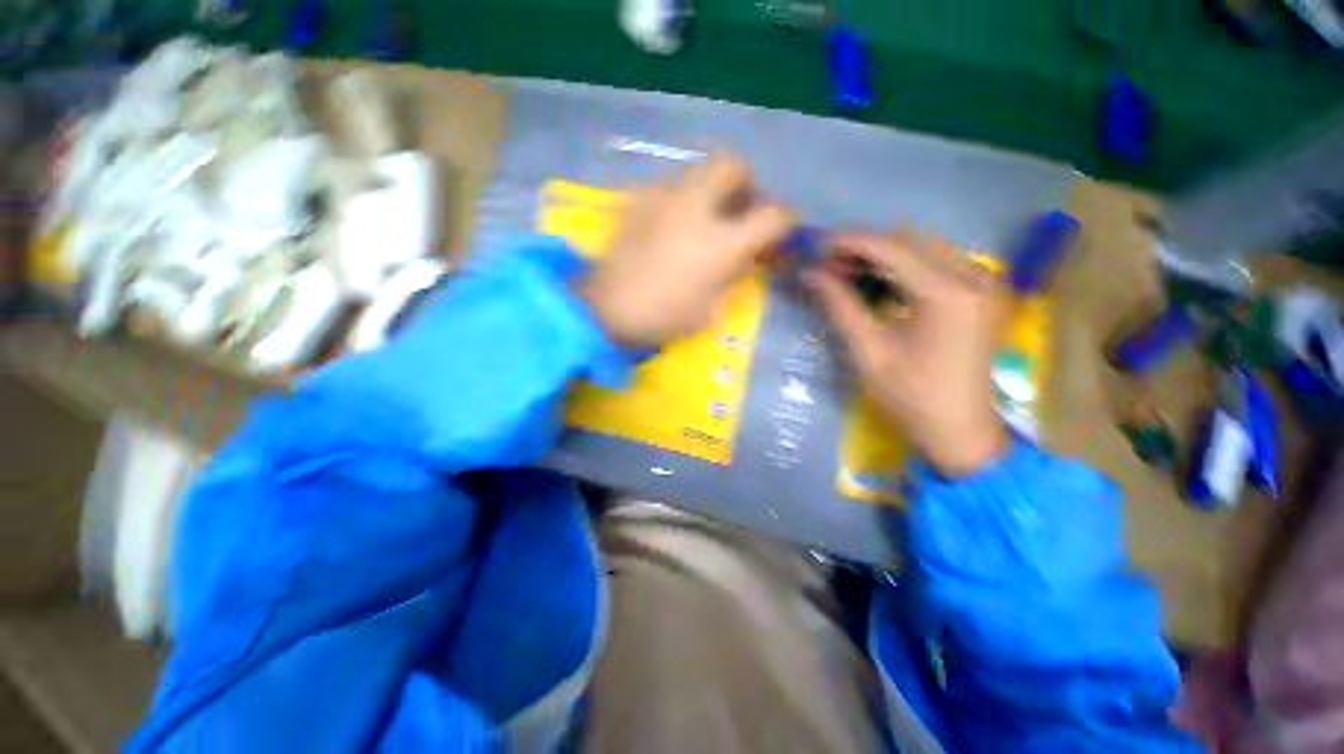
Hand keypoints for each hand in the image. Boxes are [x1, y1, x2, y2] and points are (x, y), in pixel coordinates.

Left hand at [579, 155, 793, 348]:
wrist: (606, 310)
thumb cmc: (663, 318)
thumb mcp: (710, 308)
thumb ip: (731, 274)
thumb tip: (742, 256)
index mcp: (721, 242)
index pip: (772, 215)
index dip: (784, 221)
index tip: (779, 231)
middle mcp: (695, 208)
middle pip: (732, 164)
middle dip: (745, 181)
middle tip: (740, 207)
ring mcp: (663, 199)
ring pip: (697, 170)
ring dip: (711, 189)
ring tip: (703, 218)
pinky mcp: (638, 201)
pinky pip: (669, 187)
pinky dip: (681, 199)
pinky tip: (673, 225)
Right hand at [808, 231, 1008, 476]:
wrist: (959, 429)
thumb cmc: (911, 397)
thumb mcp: (868, 352)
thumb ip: (840, 306)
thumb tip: (811, 274)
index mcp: (947, 293)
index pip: (892, 248)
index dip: (850, 242)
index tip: (816, 246)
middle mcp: (972, 276)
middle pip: (909, 240)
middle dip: (863, 248)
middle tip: (828, 267)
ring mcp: (981, 282)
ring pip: (921, 248)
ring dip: (880, 256)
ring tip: (844, 276)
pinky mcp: (978, 292)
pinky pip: (933, 263)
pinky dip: (900, 268)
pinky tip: (875, 285)